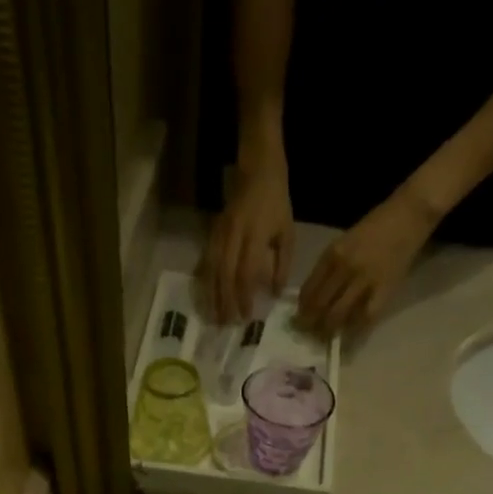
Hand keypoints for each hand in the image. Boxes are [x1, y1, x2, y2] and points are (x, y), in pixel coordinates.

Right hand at [200, 149, 293, 323]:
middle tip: (226, 324)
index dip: (245, 296)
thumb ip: (282, 265)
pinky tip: (205, 296)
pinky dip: (205, 281)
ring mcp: (220, 233)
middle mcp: (234, 235)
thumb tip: (274, 294)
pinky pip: (206, 260)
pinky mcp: (211, 232)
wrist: (257, 169)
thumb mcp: (287, 233)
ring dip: (212, 295)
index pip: (246, 272)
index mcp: (255, 235)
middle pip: (225, 274)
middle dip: (225, 301)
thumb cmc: (276, 204)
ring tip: (213, 316)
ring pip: (212, 269)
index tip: (247, 316)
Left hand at [296, 185, 440, 337]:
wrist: (408, 215)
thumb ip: (330, 267)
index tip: (299, 319)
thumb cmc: (375, 227)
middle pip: (320, 305)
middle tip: (308, 334)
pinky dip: (354, 330)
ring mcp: (364, 280)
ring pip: (338, 314)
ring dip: (328, 330)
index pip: (309, 289)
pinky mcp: (383, 290)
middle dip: (310, 324)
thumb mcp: (344, 242)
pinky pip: (364, 317)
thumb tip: (315, 295)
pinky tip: (348, 337)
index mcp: (332, 254)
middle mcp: (344, 268)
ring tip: (324, 337)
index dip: (302, 309)